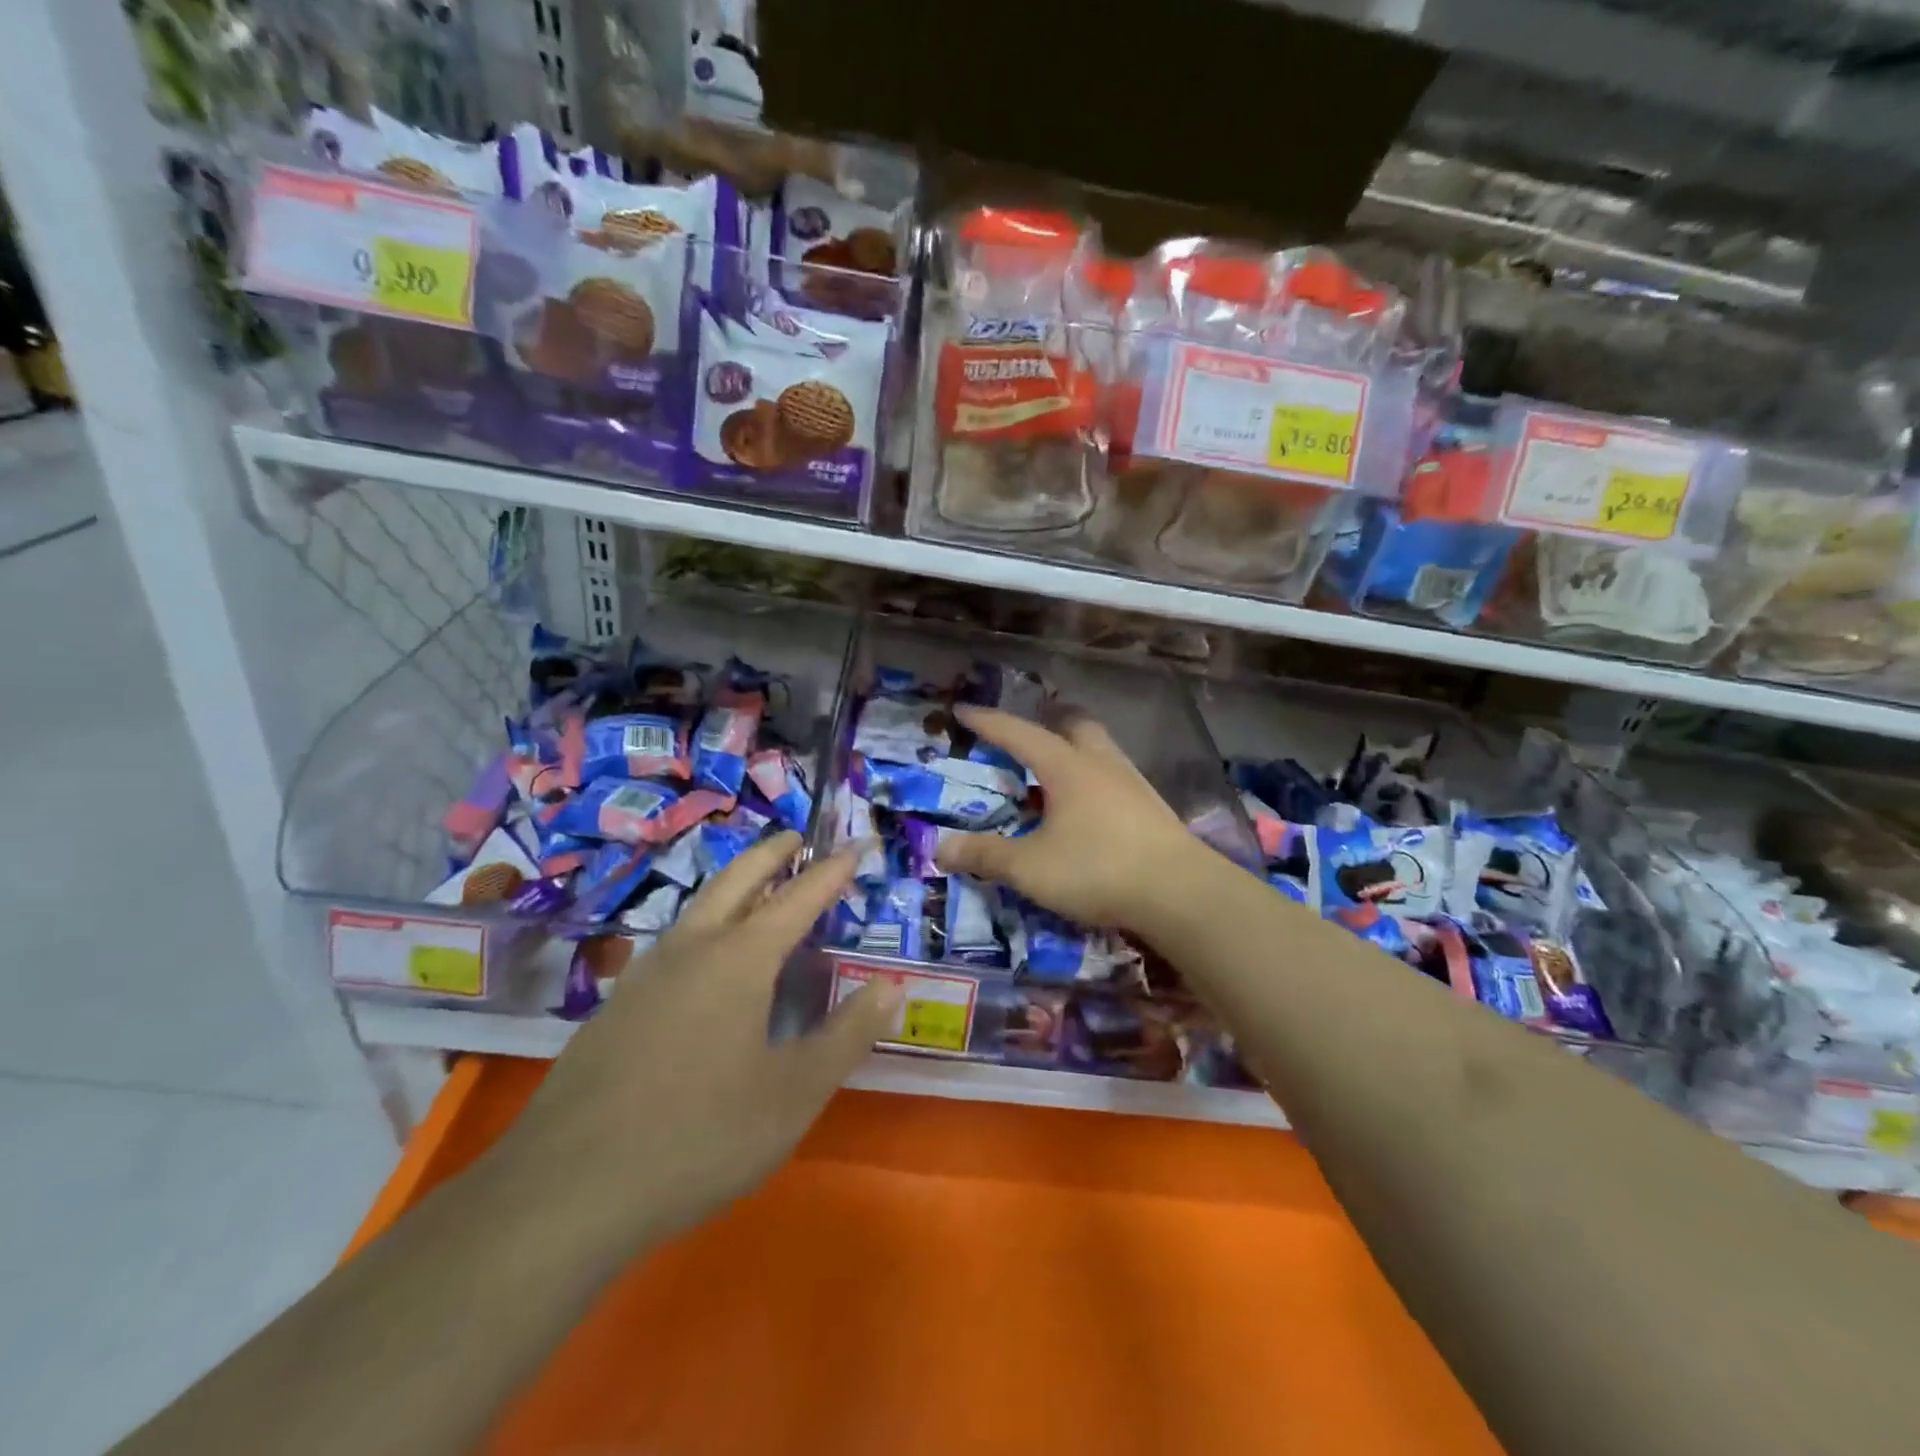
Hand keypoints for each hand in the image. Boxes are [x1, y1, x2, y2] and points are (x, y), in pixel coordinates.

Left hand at [491, 832, 898, 1253]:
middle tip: (797, 838)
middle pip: (736, 880)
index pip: (798, 898)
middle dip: (771, 854)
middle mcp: (691, 950)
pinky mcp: (615, 1008)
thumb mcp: (793, 1094)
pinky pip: (673, 944)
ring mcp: (644, 975)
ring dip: (733, 886)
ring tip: (757, 888)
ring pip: (698, 909)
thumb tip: (890, 986)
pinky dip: (704, 926)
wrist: (564, 1192)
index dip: (832, 871)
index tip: (856, 845)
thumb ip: (847, 1035)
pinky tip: (703, 961)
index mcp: (739, 960)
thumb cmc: (699, 1136)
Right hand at [935, 704, 1205, 931]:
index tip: (963, 709)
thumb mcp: (1030, 868)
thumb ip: (986, 856)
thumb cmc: (1098, 870)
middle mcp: (1101, 764)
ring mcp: (1132, 784)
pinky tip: (1089, 807)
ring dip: (1074, 749)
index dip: (988, 721)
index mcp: (1067, 767)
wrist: (1181, 893)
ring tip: (1054, 772)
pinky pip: (1114, 777)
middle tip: (1024, 735)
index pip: (1018, 733)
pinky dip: (1093, 779)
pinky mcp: (1152, 808)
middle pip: (1073, 725)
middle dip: (1046, 722)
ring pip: (1099, 749)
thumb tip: (939, 848)